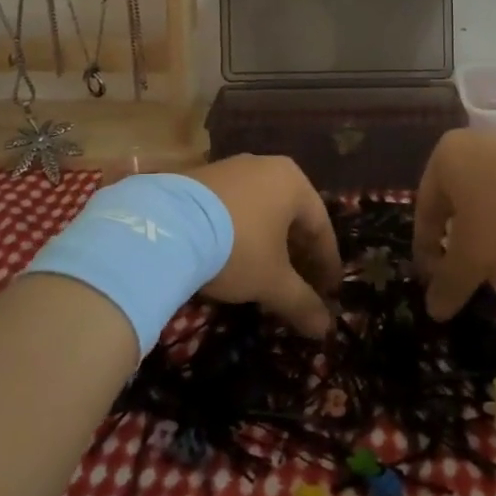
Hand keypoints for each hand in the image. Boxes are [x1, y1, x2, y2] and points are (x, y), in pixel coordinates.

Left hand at [184, 156, 341, 336]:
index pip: (320, 226)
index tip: (329, 290)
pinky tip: (232, 255)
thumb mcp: (273, 282)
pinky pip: (233, 206)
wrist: (166, 228)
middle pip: (291, 215)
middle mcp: (265, 166)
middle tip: (301, 283)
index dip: (327, 263)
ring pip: (261, 209)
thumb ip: (302, 303)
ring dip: (268, 241)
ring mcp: (230, 167)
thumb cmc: (237, 248)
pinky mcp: (199, 177)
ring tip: (266, 272)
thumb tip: (325, 329)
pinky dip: (240, 231)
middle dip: (298, 252)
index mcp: (293, 181)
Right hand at [413, 130, 495, 318]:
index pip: (425, 212)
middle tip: (474, 284)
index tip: (433, 284)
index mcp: (444, 160)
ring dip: (492, 247)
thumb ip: (449, 283)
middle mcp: (471, 147)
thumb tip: (432, 311)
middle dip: (466, 254)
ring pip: (489, 207)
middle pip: (458, 210)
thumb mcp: (473, 256)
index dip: (426, 253)